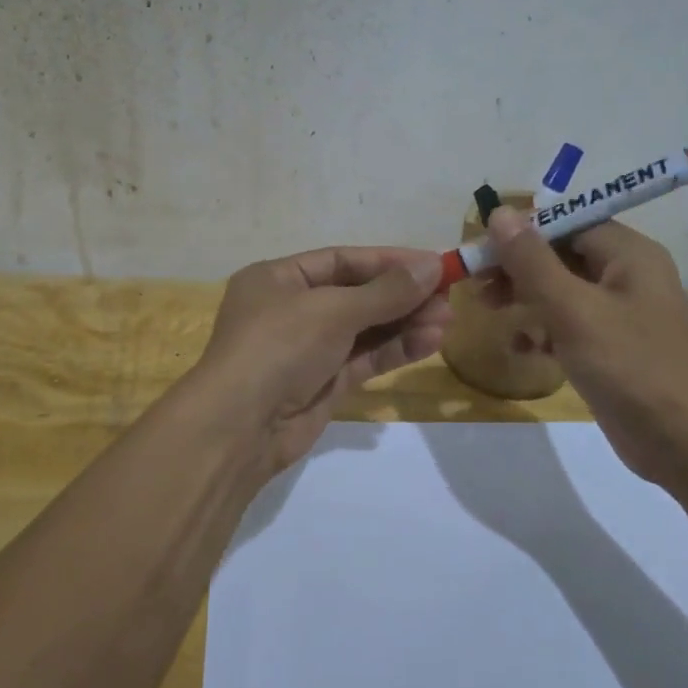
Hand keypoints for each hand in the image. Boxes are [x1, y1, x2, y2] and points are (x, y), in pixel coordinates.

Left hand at [193, 247, 451, 472]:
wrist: (239, 428)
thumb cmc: (278, 347)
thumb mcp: (332, 310)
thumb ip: (386, 291)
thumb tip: (432, 265)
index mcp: (278, 278)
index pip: (341, 260)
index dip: (388, 261)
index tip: (433, 263)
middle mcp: (291, 309)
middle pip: (356, 294)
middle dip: (401, 296)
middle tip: (448, 296)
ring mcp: (306, 349)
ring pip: (363, 329)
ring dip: (404, 323)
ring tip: (447, 320)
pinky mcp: (322, 384)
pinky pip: (363, 359)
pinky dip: (393, 350)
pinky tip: (428, 342)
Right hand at [483, 208, 687, 491]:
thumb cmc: (633, 367)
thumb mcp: (574, 310)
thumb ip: (533, 262)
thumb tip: (500, 212)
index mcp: (628, 254)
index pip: (566, 222)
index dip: (521, 230)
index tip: (480, 248)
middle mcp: (627, 276)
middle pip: (561, 255)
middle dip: (518, 268)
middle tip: (477, 285)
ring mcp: (621, 316)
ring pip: (561, 292)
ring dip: (525, 299)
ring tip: (490, 312)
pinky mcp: (612, 351)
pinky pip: (569, 326)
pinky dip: (543, 331)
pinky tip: (521, 348)